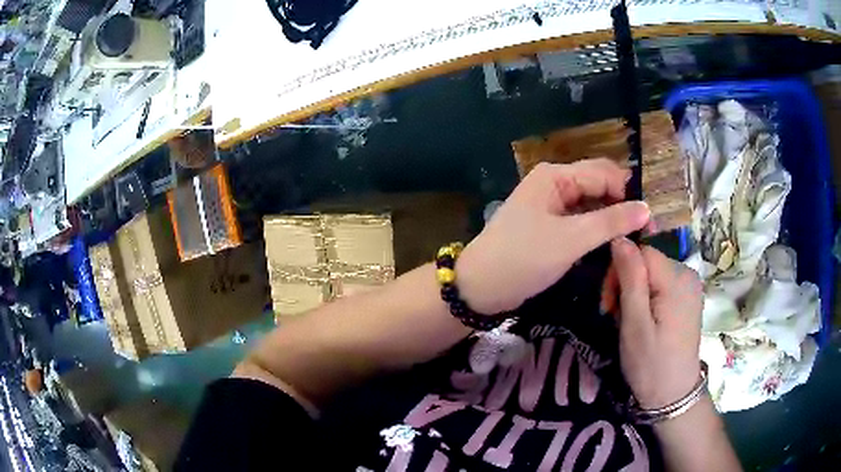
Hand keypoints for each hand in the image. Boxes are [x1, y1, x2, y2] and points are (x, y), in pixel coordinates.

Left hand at [456, 160, 650, 314]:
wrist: (480, 287)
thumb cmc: (523, 259)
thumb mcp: (571, 239)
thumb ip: (610, 222)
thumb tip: (647, 209)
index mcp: (556, 177)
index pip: (604, 173)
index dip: (629, 194)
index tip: (650, 222)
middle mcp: (554, 184)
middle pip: (599, 186)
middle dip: (622, 205)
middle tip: (645, 232)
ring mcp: (551, 206)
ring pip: (591, 205)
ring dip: (611, 219)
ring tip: (634, 240)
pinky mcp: (550, 226)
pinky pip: (580, 221)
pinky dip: (597, 230)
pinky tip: (612, 244)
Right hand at [610, 238, 703, 408]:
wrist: (673, 395)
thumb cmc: (651, 364)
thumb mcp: (635, 324)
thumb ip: (630, 278)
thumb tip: (620, 238)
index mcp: (677, 278)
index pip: (641, 250)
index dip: (620, 270)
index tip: (608, 302)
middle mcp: (688, 274)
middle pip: (647, 259)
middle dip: (626, 282)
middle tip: (614, 314)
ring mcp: (690, 286)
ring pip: (652, 272)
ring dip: (634, 292)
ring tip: (627, 321)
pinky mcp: (688, 298)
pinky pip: (661, 284)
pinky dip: (647, 297)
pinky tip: (642, 319)